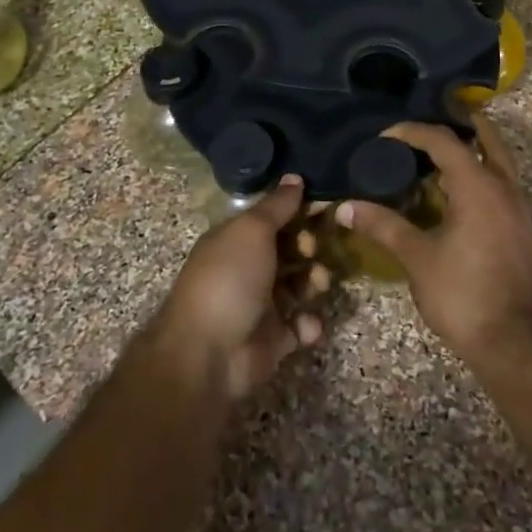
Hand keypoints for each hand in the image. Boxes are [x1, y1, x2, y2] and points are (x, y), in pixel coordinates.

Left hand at [151, 176, 327, 401]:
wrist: (208, 353)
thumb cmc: (229, 279)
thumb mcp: (252, 230)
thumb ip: (276, 205)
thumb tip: (295, 177)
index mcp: (236, 240)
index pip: (272, 219)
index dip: (297, 212)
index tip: (324, 208)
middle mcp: (247, 269)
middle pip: (288, 251)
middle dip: (309, 247)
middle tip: (313, 249)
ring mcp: (260, 306)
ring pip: (299, 286)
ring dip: (314, 282)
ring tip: (318, 284)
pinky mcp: (274, 340)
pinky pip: (300, 326)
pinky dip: (308, 324)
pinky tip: (306, 324)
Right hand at [338, 115, 531, 362]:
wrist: (519, 344)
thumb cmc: (464, 294)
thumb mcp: (417, 258)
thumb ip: (383, 226)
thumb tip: (344, 207)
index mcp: (478, 187)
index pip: (444, 141)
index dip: (413, 132)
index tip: (386, 137)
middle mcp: (506, 188)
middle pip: (487, 139)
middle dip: (461, 125)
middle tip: (431, 124)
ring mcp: (522, 211)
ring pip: (501, 164)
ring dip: (474, 152)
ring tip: (441, 159)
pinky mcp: (526, 232)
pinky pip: (504, 188)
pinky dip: (483, 178)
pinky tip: (461, 199)